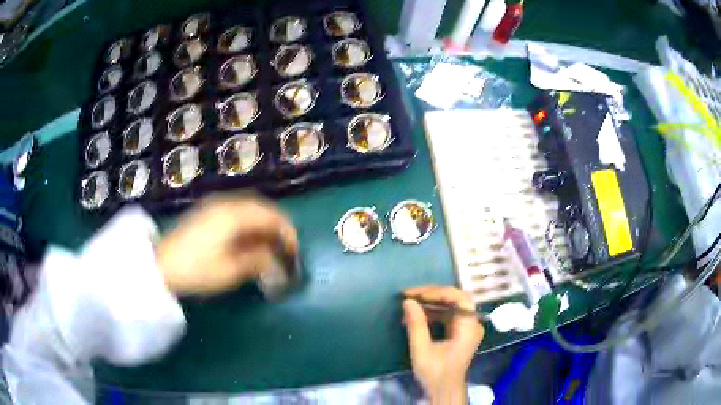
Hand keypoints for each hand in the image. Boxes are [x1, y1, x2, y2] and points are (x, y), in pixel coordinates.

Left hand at [157, 194, 297, 295]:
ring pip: (249, 208)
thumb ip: (258, 261)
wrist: (161, 266)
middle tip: (285, 248)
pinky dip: (249, 223)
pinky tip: (249, 239)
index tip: (295, 252)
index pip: (271, 216)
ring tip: (270, 245)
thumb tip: (275, 259)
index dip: (288, 233)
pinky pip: (236, 211)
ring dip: (263, 224)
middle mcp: (226, 203)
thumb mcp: (231, 271)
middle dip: (277, 226)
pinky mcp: (207, 212)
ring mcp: (214, 205)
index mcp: (234, 215)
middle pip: (262, 207)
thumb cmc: (196, 270)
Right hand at [403, 285, 484, 404]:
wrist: (444, 390)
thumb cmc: (435, 372)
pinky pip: (447, 316)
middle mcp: (471, 323)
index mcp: (468, 327)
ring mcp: (466, 328)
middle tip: (410, 295)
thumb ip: (416, 325)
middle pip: (455, 299)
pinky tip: (416, 317)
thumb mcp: (421, 349)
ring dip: (429, 304)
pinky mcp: (459, 332)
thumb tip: (408, 301)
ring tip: (409, 305)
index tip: (416, 294)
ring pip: (450, 306)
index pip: (459, 298)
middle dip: (432, 295)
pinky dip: (432, 314)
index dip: (437, 292)